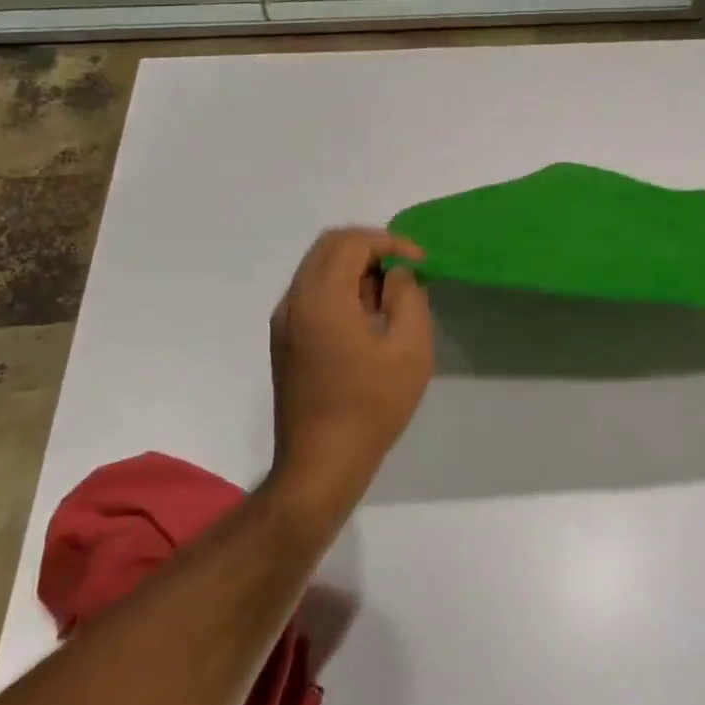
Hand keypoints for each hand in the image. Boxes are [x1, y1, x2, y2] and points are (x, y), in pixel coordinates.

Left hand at [269, 228, 433, 510]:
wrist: (321, 463)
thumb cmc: (371, 406)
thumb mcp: (410, 350)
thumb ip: (408, 297)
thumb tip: (396, 274)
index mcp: (321, 298)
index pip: (351, 242)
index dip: (389, 242)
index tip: (420, 263)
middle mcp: (294, 301)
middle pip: (329, 247)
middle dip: (371, 248)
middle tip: (406, 270)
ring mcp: (285, 322)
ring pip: (318, 269)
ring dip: (355, 268)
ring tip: (391, 295)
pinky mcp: (285, 341)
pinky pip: (312, 294)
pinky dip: (341, 288)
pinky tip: (368, 318)